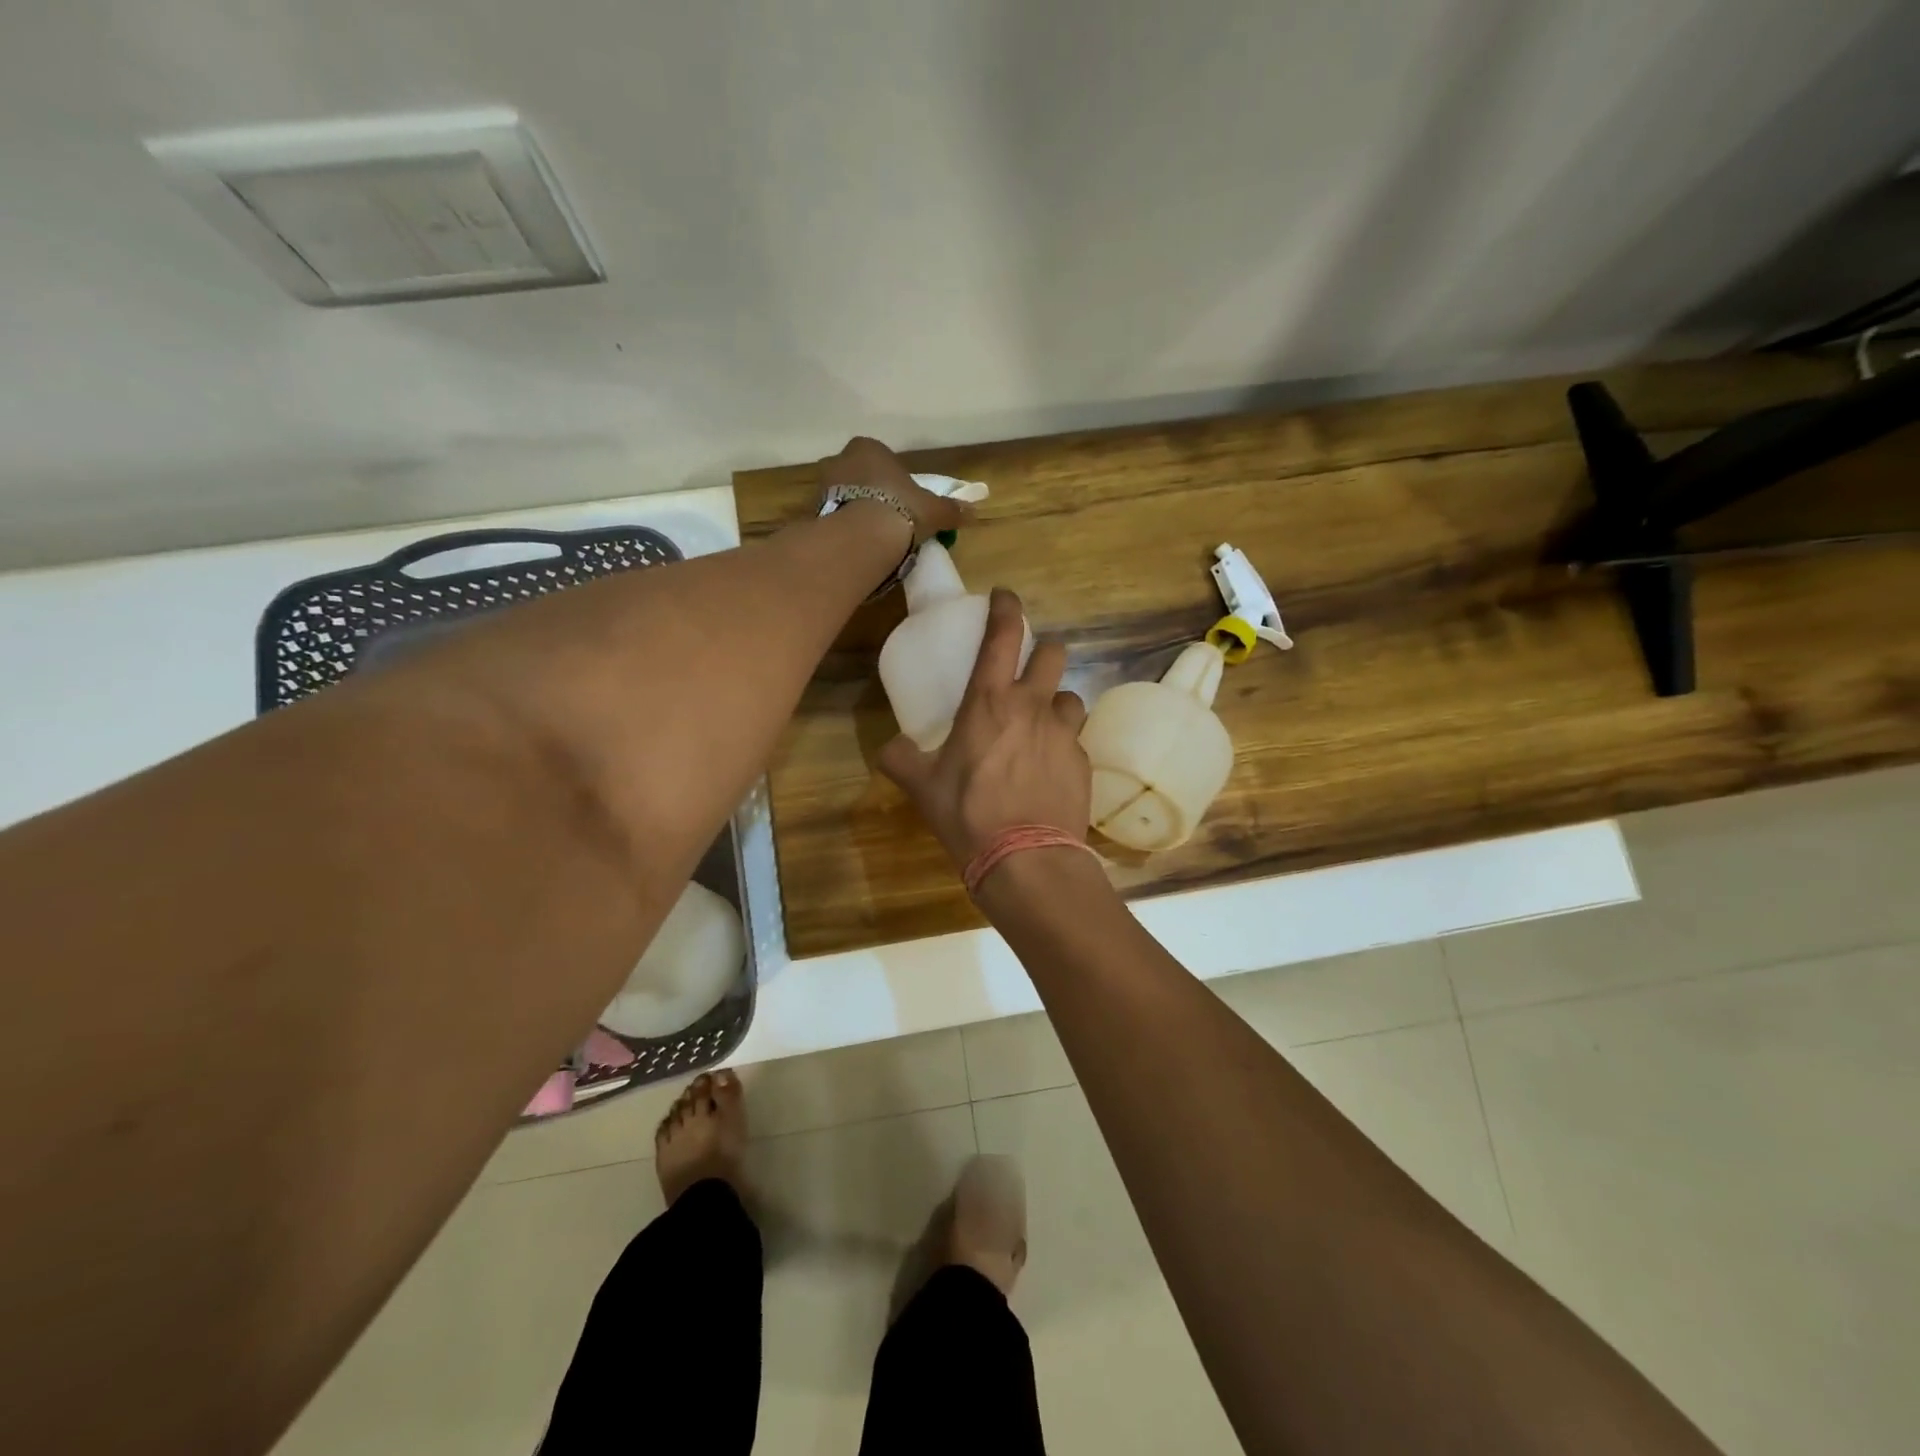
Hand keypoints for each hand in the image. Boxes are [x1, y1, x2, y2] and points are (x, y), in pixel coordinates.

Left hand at [818, 437, 969, 543]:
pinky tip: (855, 545)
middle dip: (868, 493)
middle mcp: (841, 459)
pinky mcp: (812, 513)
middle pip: (857, 476)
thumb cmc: (902, 509)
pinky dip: (841, 528)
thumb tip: (973, 511)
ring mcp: (822, 486)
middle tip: (886, 518)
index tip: (902, 500)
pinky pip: (831, 518)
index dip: (891, 479)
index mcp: (869, 448)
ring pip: (841, 496)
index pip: (879, 458)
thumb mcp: (933, 510)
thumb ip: (950, 509)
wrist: (863, 535)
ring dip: (853, 511)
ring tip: (871, 536)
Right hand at [878, 588, 1091, 868]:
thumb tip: (889, 748)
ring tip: (1041, 726)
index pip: (1003, 636)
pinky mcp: (1083, 763)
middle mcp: (1033, 707)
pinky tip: (1049, 769)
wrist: (1026, 859)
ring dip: (1056, 703)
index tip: (1004, 596)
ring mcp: (1064, 734)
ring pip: (1071, 697)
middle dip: (1043, 651)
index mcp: (990, 702)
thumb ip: (900, 758)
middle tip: (1028, 670)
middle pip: (1053, 654)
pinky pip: (1076, 740)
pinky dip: (1063, 744)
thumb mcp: (921, 786)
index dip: (1006, 608)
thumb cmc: (968, 814)